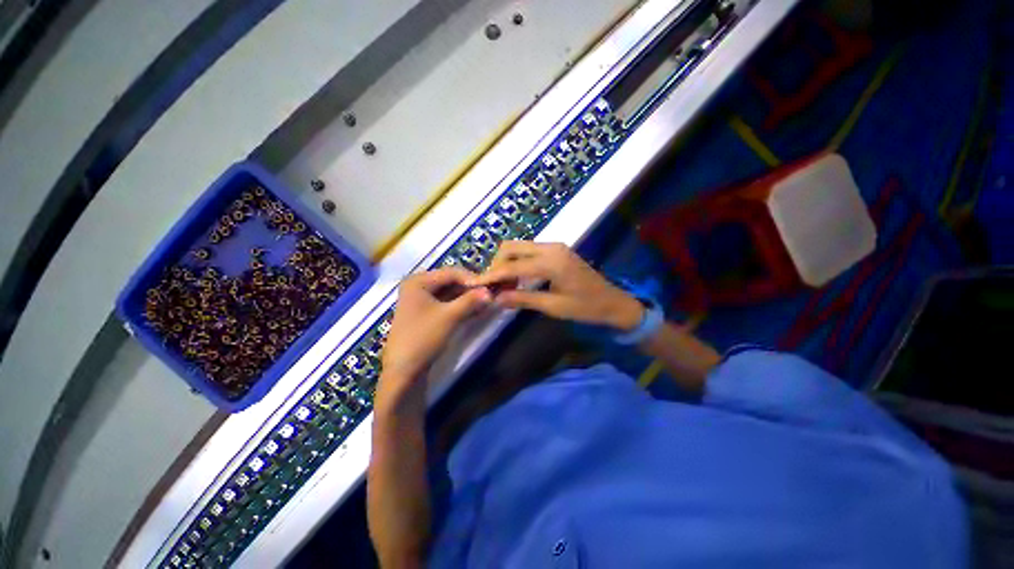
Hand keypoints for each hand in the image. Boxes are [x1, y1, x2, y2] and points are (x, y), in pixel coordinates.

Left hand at [378, 267, 491, 409]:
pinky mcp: (425, 312)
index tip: (491, 287)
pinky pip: (446, 303)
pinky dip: (460, 305)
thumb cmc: (423, 338)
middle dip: (470, 288)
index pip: (451, 272)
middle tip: (489, 294)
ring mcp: (421, 299)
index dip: (472, 279)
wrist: (404, 370)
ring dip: (467, 297)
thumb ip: (471, 301)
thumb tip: (491, 291)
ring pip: (449, 293)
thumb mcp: (449, 317)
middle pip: (450, 281)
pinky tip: (475, 309)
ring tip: (486, 301)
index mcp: (418, 281)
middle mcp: (418, 285)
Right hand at [469, 242, 643, 330]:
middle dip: (496, 265)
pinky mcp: (556, 250)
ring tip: (504, 285)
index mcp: (551, 262)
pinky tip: (517, 278)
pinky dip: (518, 262)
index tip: (474, 284)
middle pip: (511, 247)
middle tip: (492, 286)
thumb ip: (523, 299)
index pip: (512, 266)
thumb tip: (496, 298)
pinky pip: (529, 251)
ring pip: (519, 247)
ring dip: (506, 263)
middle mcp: (550, 248)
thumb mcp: (554, 307)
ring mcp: (554, 247)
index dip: (491, 275)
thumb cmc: (586, 308)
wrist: (614, 302)